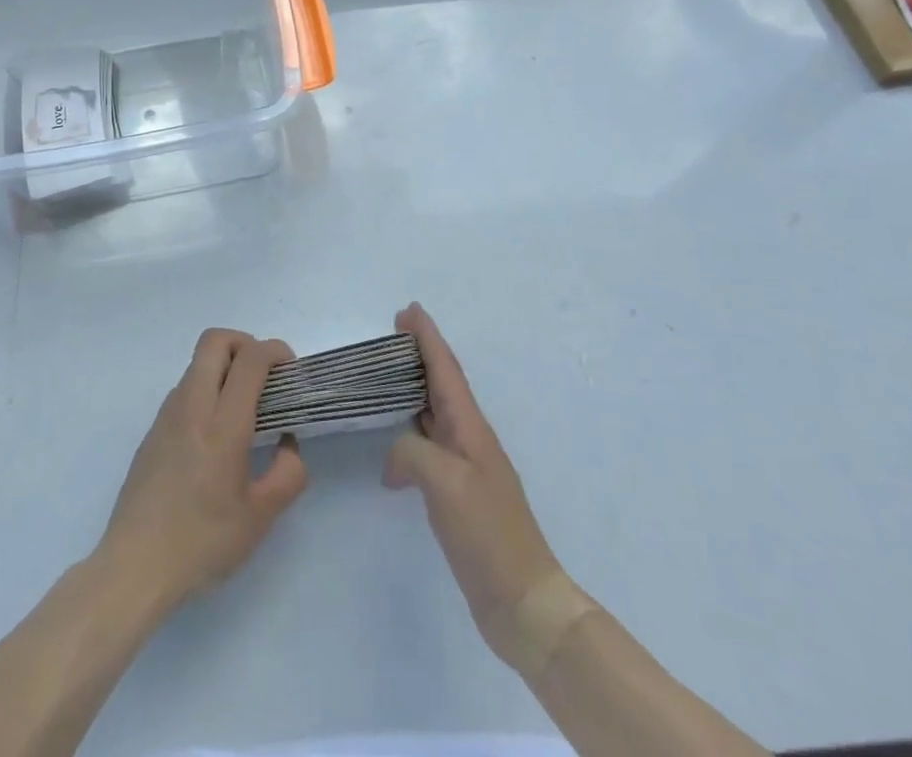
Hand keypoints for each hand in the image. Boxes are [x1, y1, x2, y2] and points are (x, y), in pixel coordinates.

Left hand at [95, 329, 308, 615]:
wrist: (135, 567)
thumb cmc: (202, 542)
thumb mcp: (261, 518)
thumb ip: (288, 473)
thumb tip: (288, 443)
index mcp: (223, 425)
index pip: (250, 359)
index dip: (274, 350)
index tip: (289, 369)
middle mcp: (192, 407)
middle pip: (215, 340)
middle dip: (245, 343)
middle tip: (264, 376)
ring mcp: (167, 415)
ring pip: (197, 363)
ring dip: (224, 368)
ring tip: (242, 408)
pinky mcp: (152, 430)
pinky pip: (184, 390)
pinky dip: (206, 390)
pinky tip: (214, 435)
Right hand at [384, 303, 571, 667]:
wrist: (524, 600)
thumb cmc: (487, 533)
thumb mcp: (445, 483)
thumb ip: (412, 452)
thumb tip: (395, 458)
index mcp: (470, 428)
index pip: (446, 370)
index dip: (427, 338)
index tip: (408, 310)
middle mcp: (470, 439)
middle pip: (442, 384)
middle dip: (421, 355)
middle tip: (393, 334)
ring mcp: (466, 467)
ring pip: (435, 413)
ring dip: (415, 389)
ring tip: (388, 378)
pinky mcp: (459, 495)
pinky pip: (430, 446)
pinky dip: (411, 433)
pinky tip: (394, 448)